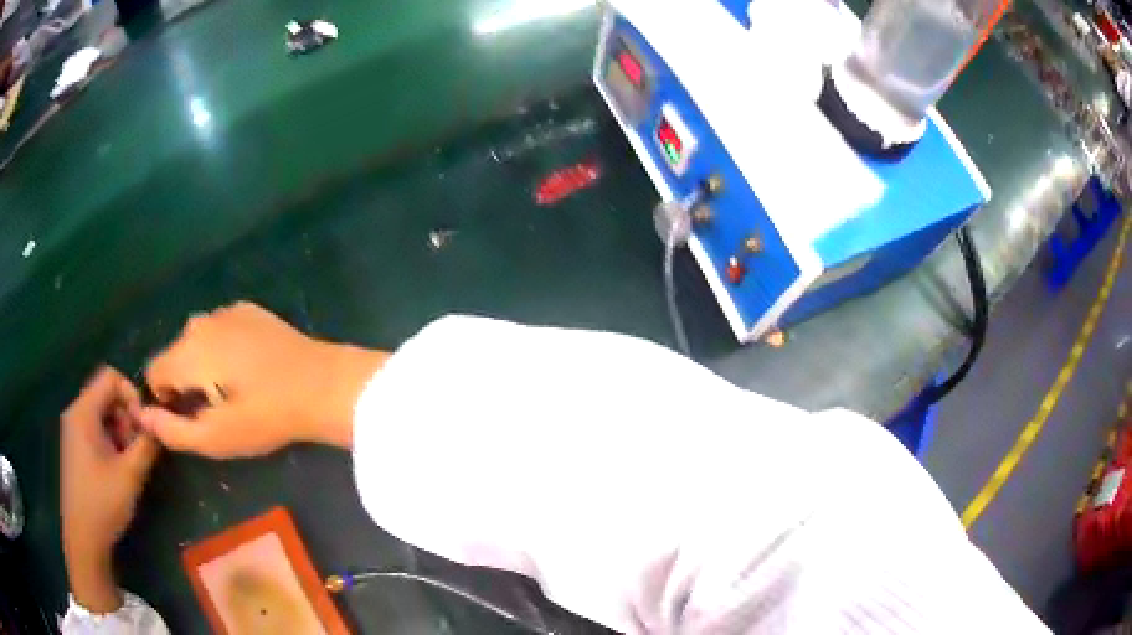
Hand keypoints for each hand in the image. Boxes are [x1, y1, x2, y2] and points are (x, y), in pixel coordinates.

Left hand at [61, 367, 159, 613]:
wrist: (82, 537)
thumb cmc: (102, 503)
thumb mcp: (130, 475)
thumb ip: (146, 444)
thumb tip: (159, 424)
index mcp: (84, 411)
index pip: (111, 377)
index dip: (132, 395)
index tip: (144, 427)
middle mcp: (75, 412)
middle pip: (105, 394)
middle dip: (126, 416)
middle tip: (137, 449)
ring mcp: (72, 430)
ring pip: (101, 413)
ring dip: (120, 431)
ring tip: (129, 463)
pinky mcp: (74, 448)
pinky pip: (94, 429)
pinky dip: (110, 441)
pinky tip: (117, 469)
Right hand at [141, 301, 387, 457]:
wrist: (322, 385)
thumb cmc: (266, 417)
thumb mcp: (216, 438)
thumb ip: (172, 430)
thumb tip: (142, 417)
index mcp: (188, 351)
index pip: (154, 371)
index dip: (165, 399)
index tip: (192, 418)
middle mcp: (200, 322)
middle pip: (175, 355)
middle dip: (184, 382)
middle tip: (216, 408)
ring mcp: (226, 311)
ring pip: (197, 341)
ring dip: (203, 364)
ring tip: (233, 390)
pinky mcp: (249, 310)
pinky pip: (220, 330)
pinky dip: (223, 348)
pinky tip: (249, 367)